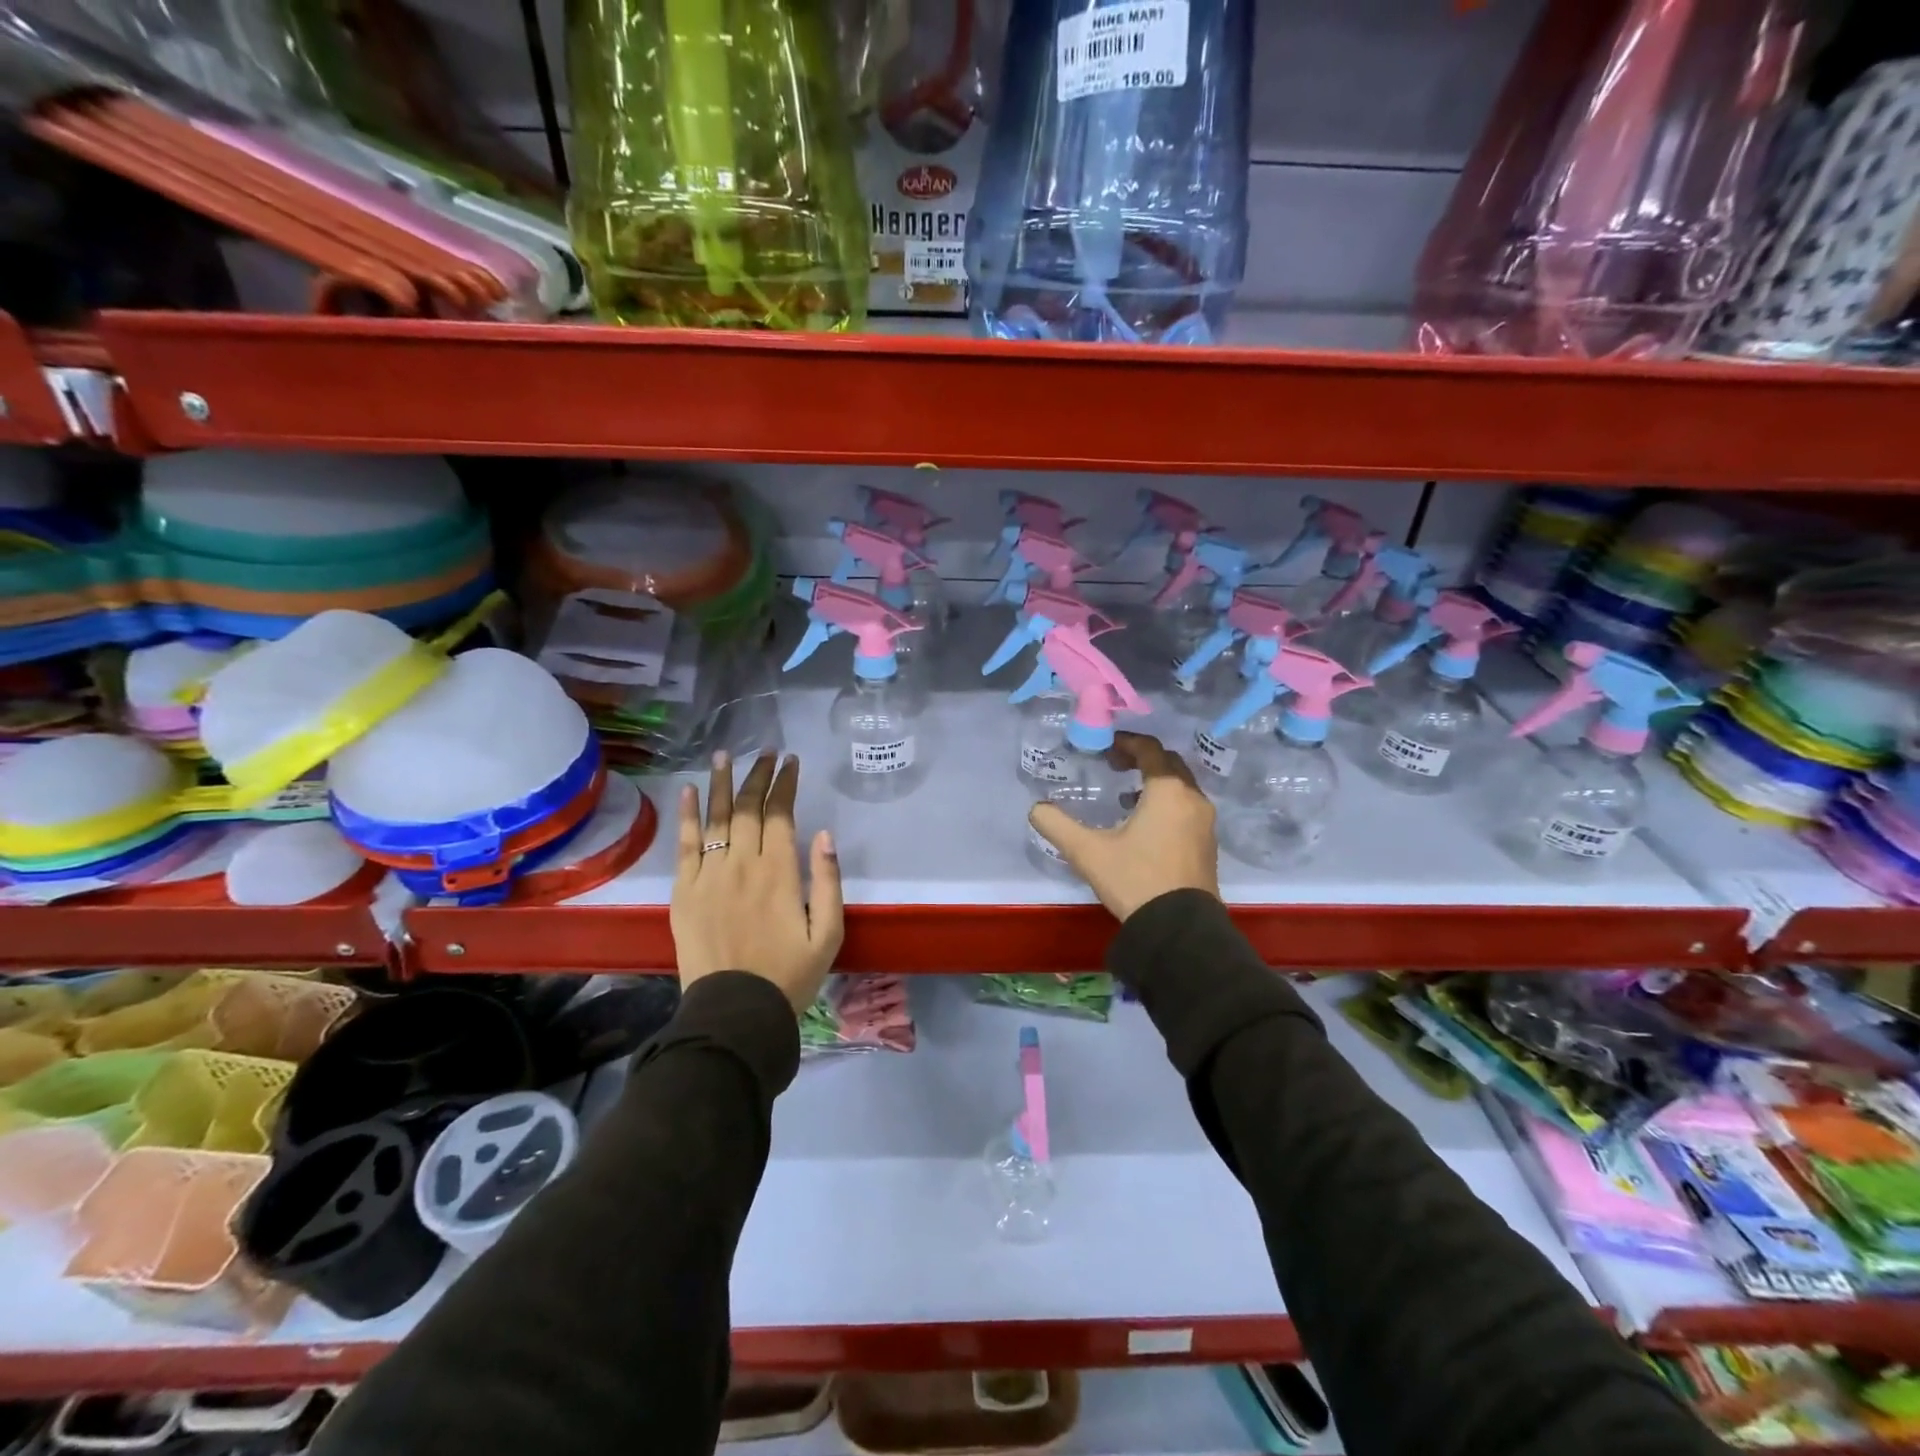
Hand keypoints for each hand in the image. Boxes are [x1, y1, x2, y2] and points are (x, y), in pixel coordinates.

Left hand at [672, 751, 843, 1013]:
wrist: (734, 1011)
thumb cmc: (789, 974)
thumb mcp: (829, 933)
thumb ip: (828, 881)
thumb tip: (823, 834)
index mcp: (779, 873)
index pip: (780, 814)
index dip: (785, 784)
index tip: (790, 761)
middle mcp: (742, 864)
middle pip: (748, 808)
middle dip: (758, 775)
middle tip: (765, 751)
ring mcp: (708, 876)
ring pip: (716, 818)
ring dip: (722, 783)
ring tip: (724, 755)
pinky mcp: (684, 891)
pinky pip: (684, 845)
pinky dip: (688, 815)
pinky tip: (690, 790)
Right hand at [1029, 731, 1219, 920]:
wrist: (1179, 929)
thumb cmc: (1135, 880)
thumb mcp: (1087, 851)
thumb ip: (1057, 824)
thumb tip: (1036, 809)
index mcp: (1168, 791)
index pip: (1149, 749)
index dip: (1125, 743)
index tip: (1104, 749)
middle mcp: (1193, 798)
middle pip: (1169, 763)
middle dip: (1141, 758)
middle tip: (1114, 766)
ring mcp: (1205, 822)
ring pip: (1181, 786)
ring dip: (1155, 781)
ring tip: (1126, 795)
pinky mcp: (1208, 843)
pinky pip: (1187, 807)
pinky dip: (1167, 802)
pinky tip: (1144, 824)